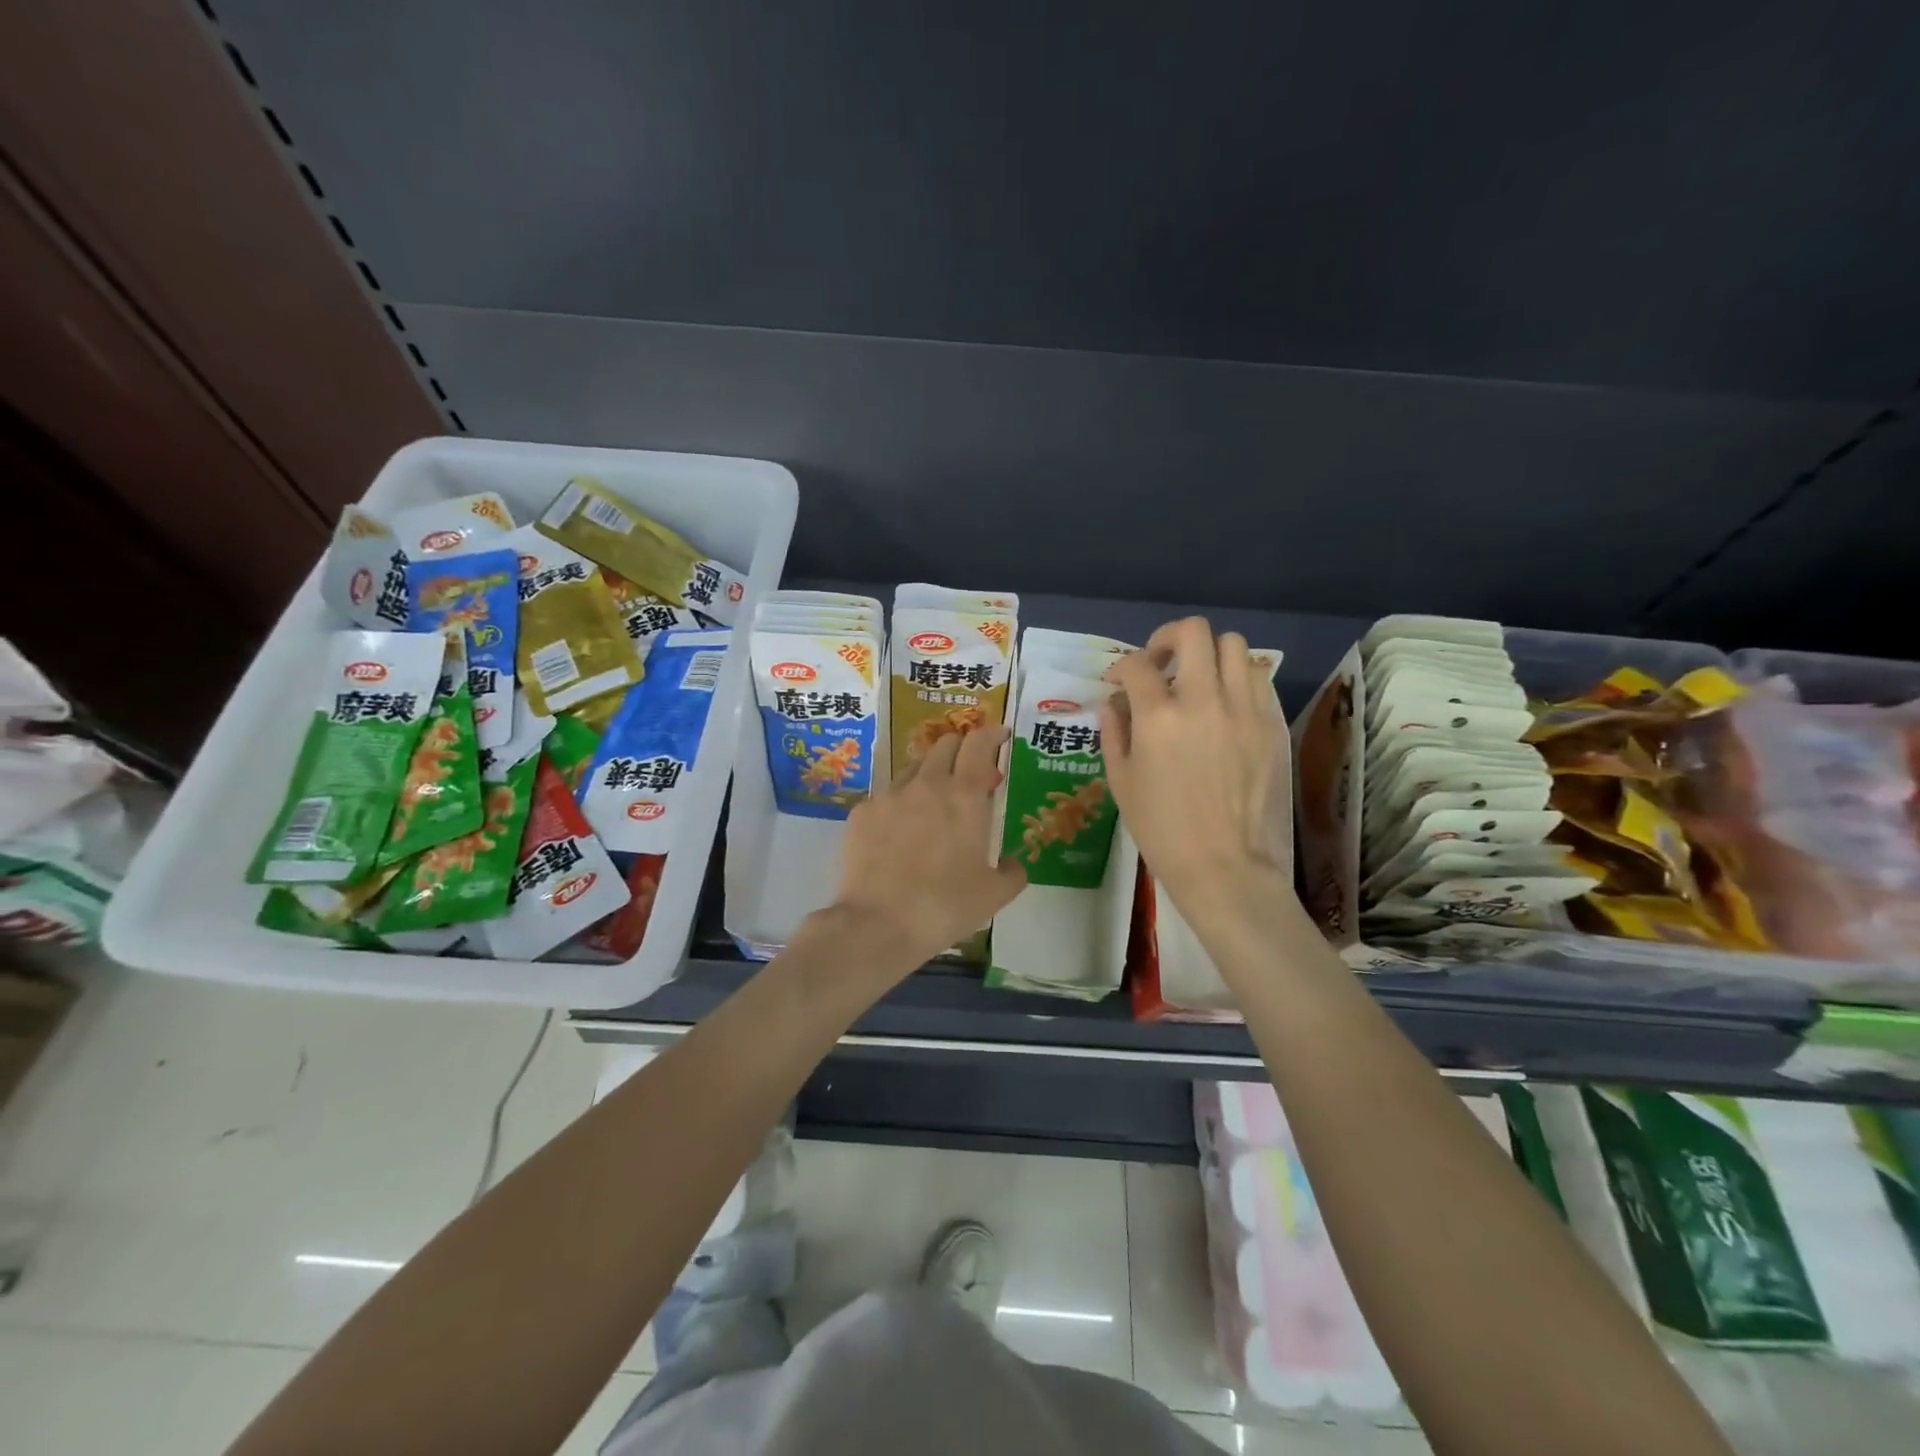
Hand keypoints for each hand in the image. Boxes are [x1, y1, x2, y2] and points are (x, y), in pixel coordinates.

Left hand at [828, 724, 1027, 976]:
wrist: (877, 924)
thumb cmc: (945, 907)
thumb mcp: (994, 895)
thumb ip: (1013, 872)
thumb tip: (1013, 863)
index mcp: (965, 795)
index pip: (979, 743)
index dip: (992, 733)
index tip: (1000, 735)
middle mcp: (927, 784)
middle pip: (945, 744)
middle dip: (962, 748)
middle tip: (970, 771)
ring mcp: (889, 795)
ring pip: (914, 767)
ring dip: (930, 773)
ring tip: (934, 801)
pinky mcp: (861, 813)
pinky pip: (886, 796)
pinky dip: (900, 804)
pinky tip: (899, 832)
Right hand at [1101, 618, 1293, 915]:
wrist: (1227, 868)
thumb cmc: (1163, 832)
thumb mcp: (1122, 783)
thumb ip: (1114, 733)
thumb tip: (1114, 703)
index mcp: (1159, 718)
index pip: (1137, 665)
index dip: (1121, 667)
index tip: (1118, 682)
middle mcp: (1205, 701)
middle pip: (1194, 633)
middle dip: (1168, 639)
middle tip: (1161, 663)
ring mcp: (1246, 710)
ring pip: (1235, 647)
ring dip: (1209, 655)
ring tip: (1199, 681)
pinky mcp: (1274, 725)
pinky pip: (1259, 680)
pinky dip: (1238, 680)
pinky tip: (1226, 707)